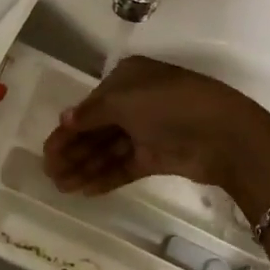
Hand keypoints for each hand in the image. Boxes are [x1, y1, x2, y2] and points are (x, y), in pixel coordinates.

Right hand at [42, 56, 269, 209]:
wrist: (223, 134)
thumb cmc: (170, 105)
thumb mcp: (125, 101)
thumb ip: (91, 113)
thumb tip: (65, 119)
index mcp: (128, 78)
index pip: (90, 105)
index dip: (67, 129)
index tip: (47, 151)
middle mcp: (136, 102)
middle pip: (96, 129)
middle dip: (72, 150)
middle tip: (48, 173)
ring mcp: (147, 131)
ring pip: (108, 150)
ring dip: (84, 167)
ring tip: (61, 187)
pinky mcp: (157, 157)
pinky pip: (124, 166)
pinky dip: (105, 177)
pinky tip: (85, 191)